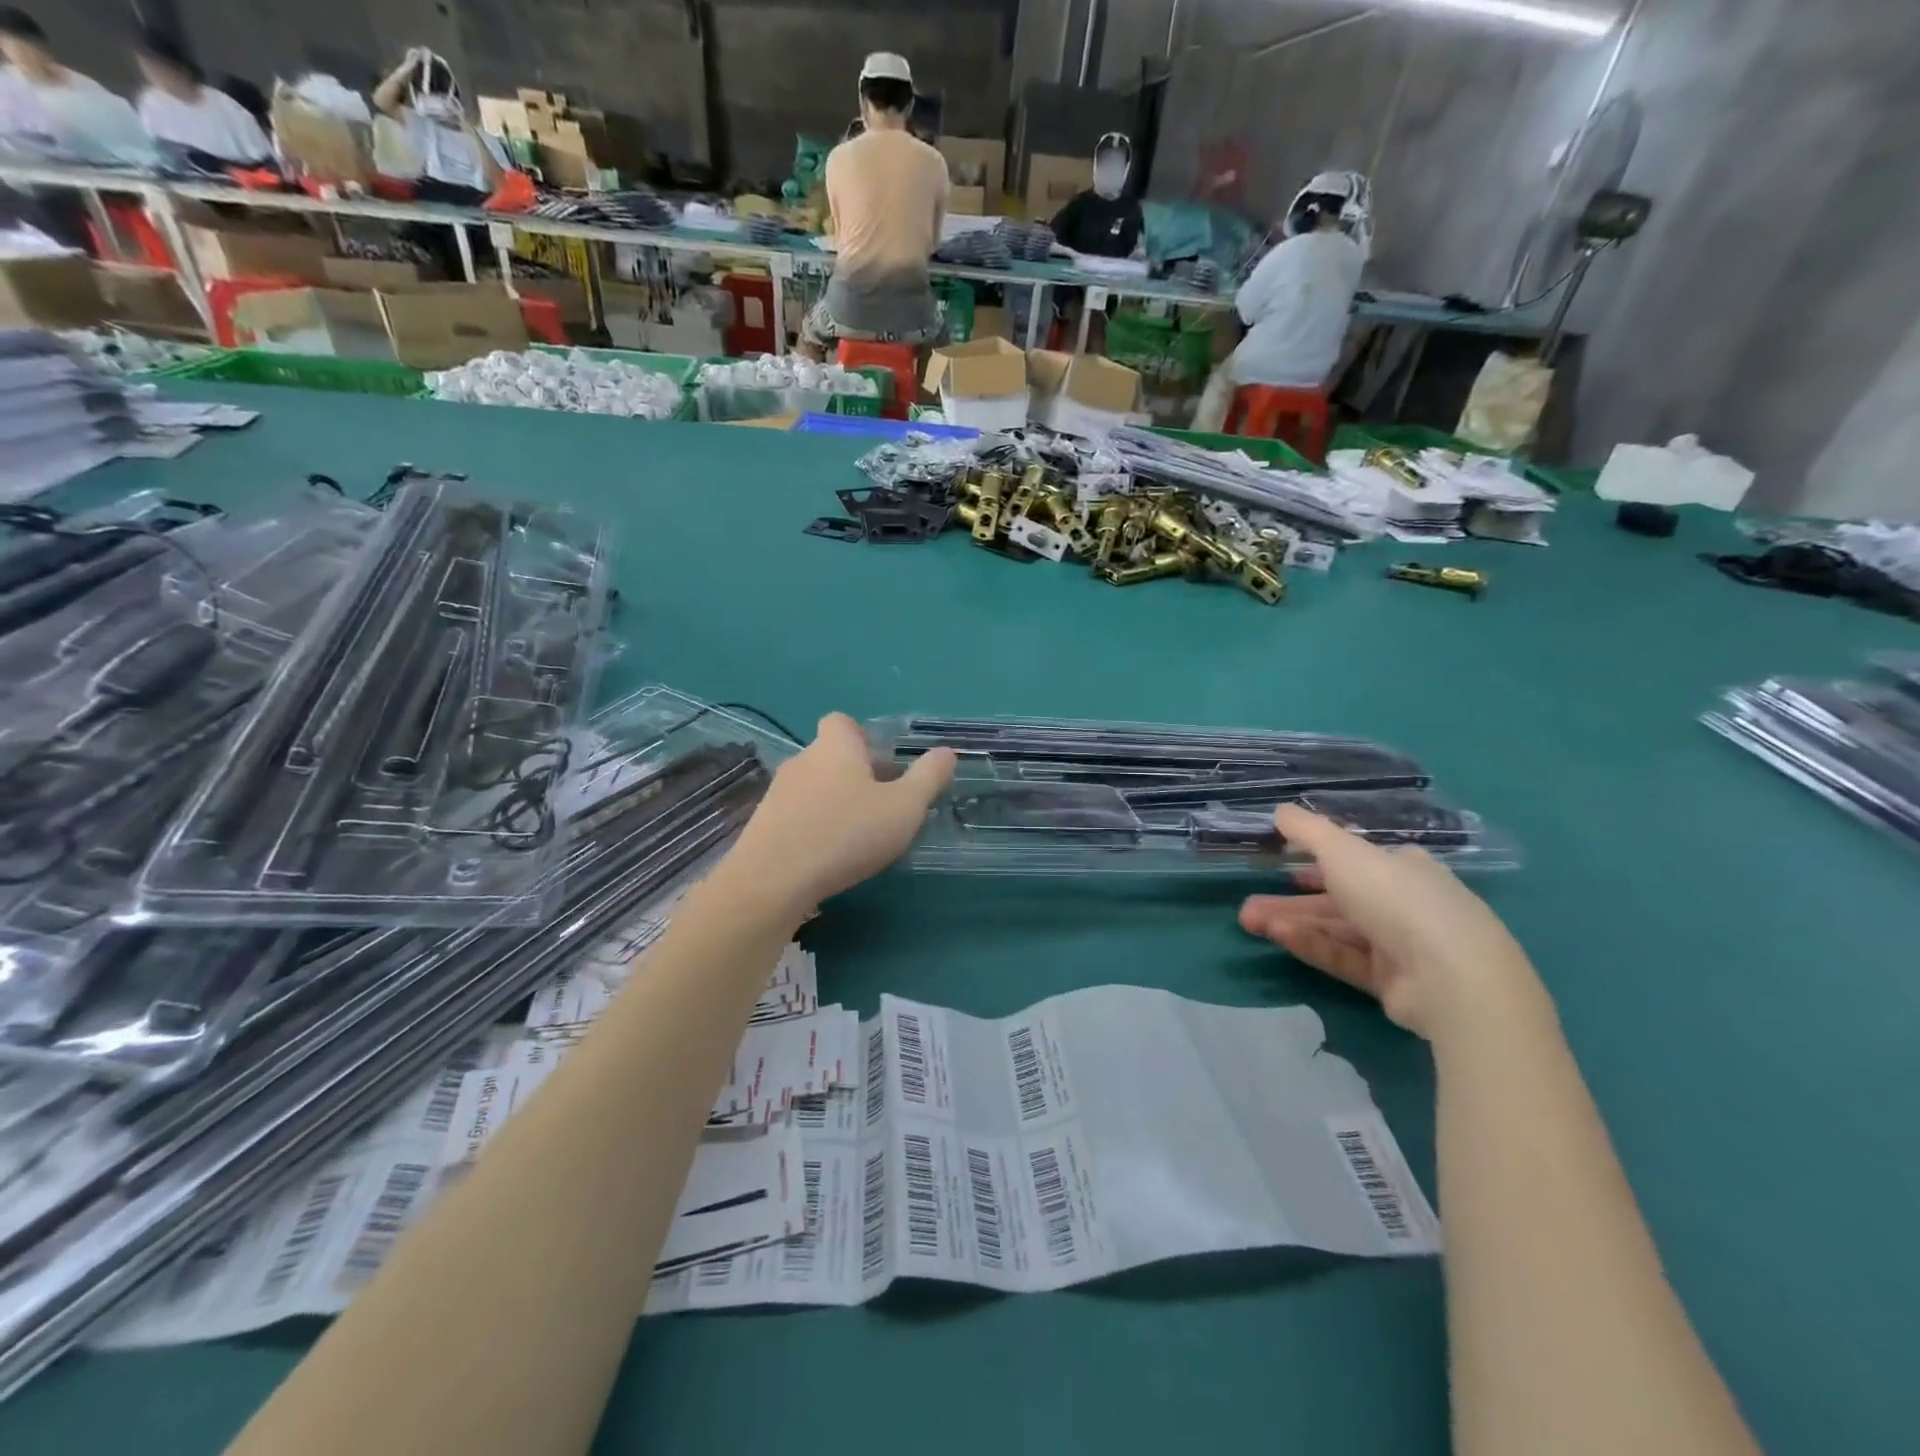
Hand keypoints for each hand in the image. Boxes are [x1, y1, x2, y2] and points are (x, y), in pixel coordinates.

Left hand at [725, 714, 955, 915]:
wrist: (772, 880)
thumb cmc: (846, 834)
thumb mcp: (904, 807)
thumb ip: (928, 778)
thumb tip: (946, 752)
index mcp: (835, 747)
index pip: (842, 722)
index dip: (863, 737)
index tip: (884, 764)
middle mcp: (802, 761)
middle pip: (831, 756)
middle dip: (855, 775)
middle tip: (883, 806)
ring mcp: (777, 793)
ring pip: (813, 788)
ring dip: (834, 803)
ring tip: (858, 836)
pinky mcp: (763, 826)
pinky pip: (796, 815)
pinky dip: (814, 827)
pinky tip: (828, 856)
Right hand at [1239, 807, 1542, 1040]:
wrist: (1451, 977)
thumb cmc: (1396, 898)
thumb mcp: (1343, 852)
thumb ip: (1308, 831)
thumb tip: (1279, 810)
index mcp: (1402, 867)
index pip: (1356, 860)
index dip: (1317, 861)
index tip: (1281, 865)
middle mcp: (1404, 903)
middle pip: (1337, 898)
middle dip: (1290, 900)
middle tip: (1248, 905)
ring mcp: (1400, 945)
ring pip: (1335, 929)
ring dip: (1292, 922)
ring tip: (1249, 921)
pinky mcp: (1392, 982)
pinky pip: (1344, 957)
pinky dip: (1312, 945)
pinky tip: (1279, 937)